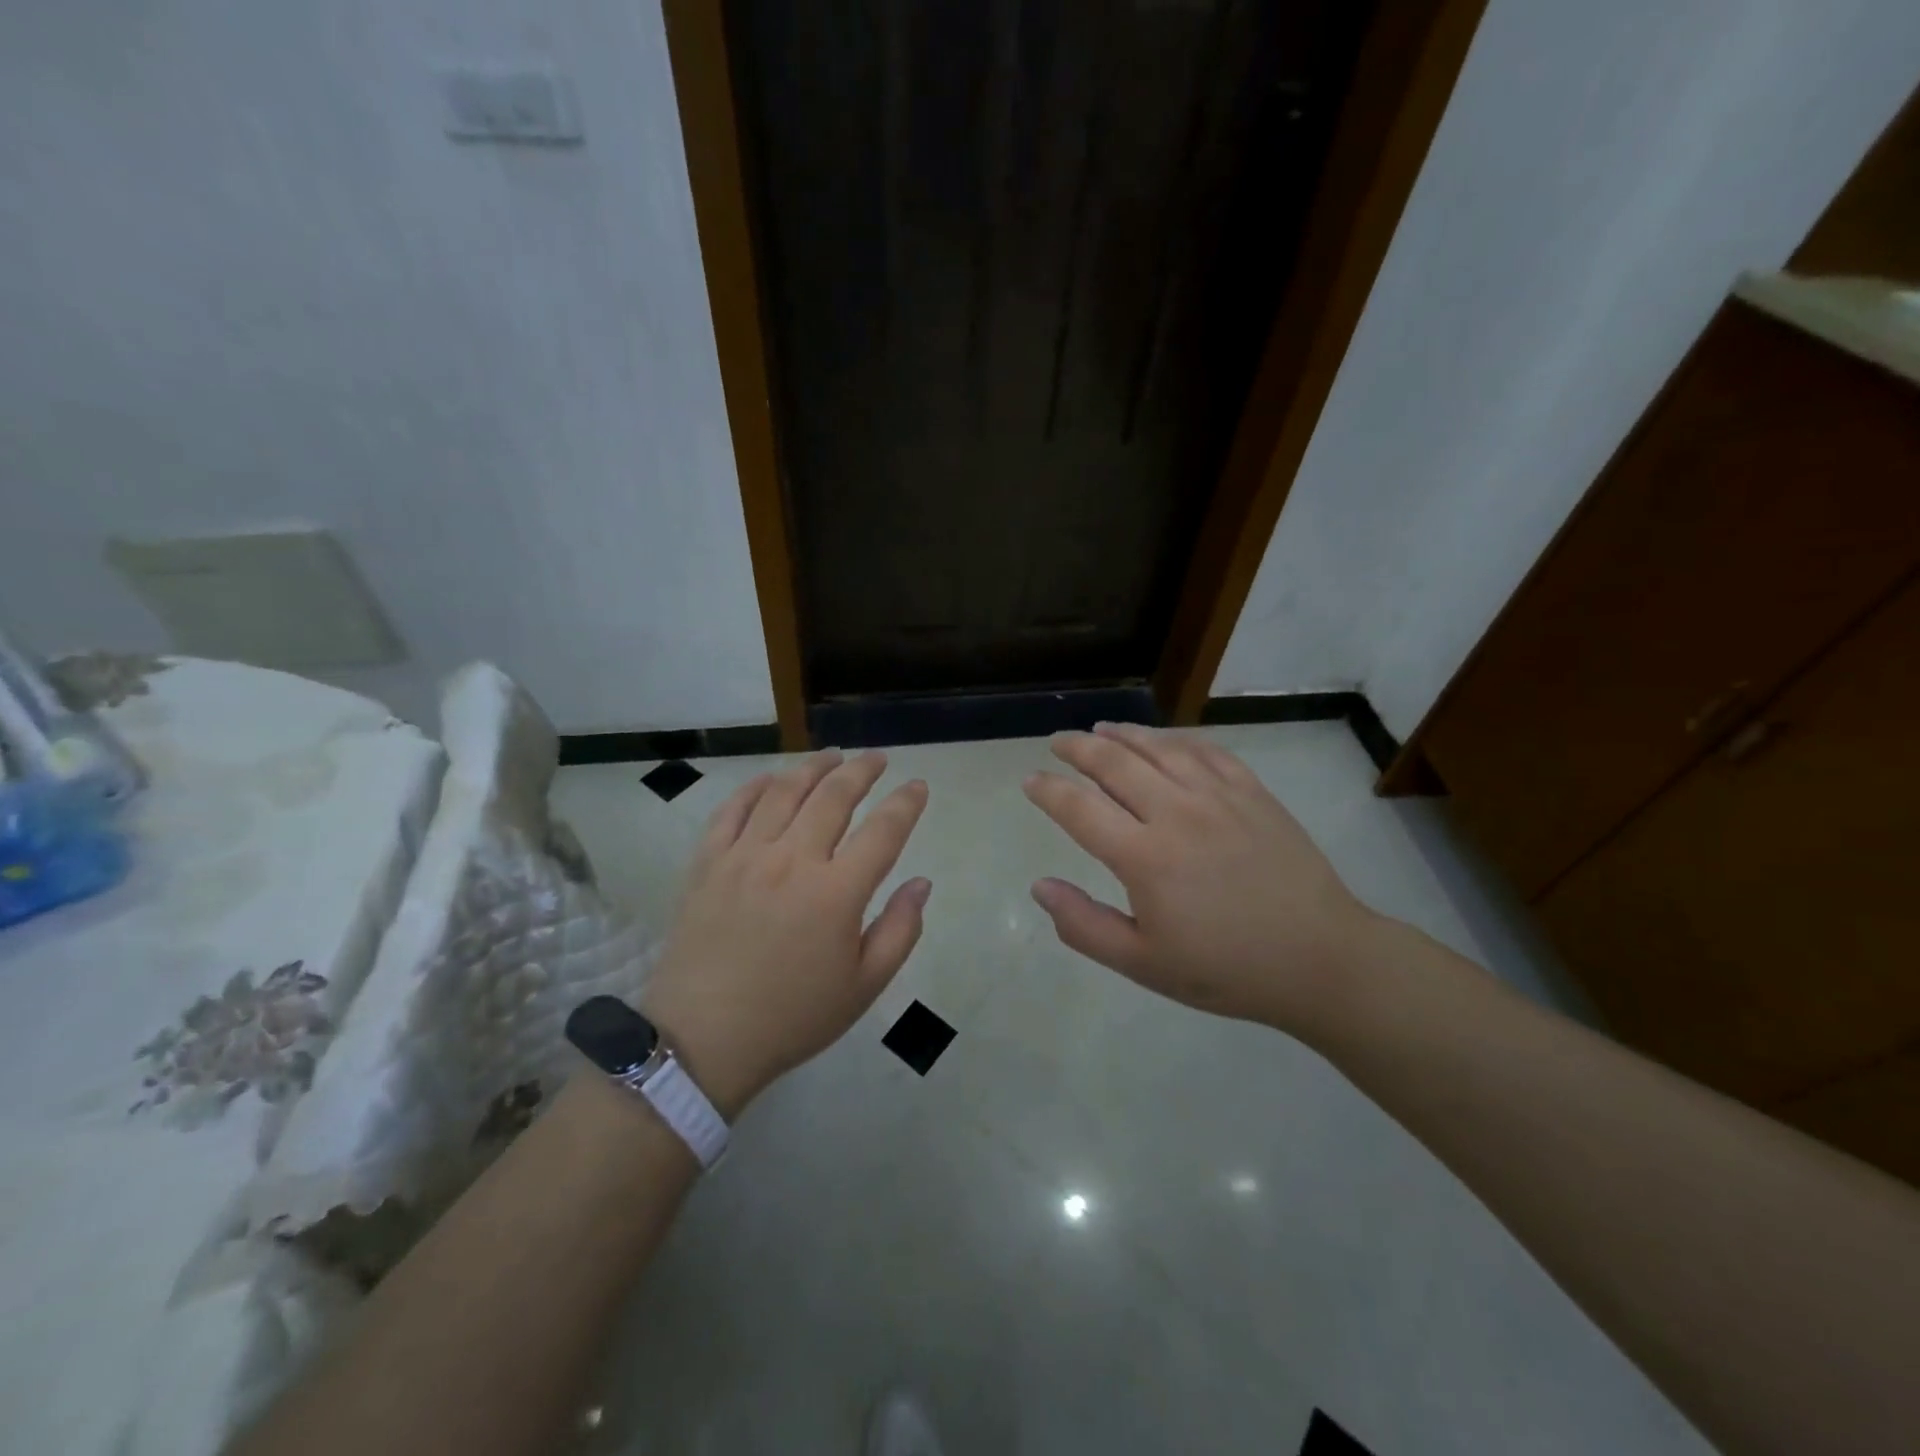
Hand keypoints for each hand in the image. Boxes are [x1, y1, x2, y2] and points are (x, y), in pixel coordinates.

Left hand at [641, 750, 930, 1116]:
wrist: (704, 1040)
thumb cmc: (793, 1017)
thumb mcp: (864, 986)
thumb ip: (900, 930)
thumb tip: (921, 883)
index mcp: (836, 893)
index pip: (883, 830)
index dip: (906, 803)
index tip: (918, 786)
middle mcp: (792, 860)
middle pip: (834, 796)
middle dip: (862, 771)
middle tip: (877, 759)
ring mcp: (745, 856)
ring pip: (784, 791)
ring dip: (813, 767)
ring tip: (831, 756)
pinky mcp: (707, 863)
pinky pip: (732, 809)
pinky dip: (755, 787)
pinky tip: (771, 779)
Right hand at [1023, 724, 1384, 1036]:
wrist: (1320, 959)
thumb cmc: (1226, 969)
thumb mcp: (1143, 964)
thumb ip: (1084, 925)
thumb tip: (1040, 886)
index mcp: (1145, 857)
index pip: (1079, 809)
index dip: (1048, 791)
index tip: (1030, 781)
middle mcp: (1176, 813)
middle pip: (1114, 764)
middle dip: (1078, 748)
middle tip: (1058, 742)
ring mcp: (1218, 796)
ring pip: (1158, 747)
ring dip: (1123, 734)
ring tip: (1101, 729)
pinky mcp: (1253, 792)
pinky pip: (1206, 750)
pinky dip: (1176, 738)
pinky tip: (1165, 739)